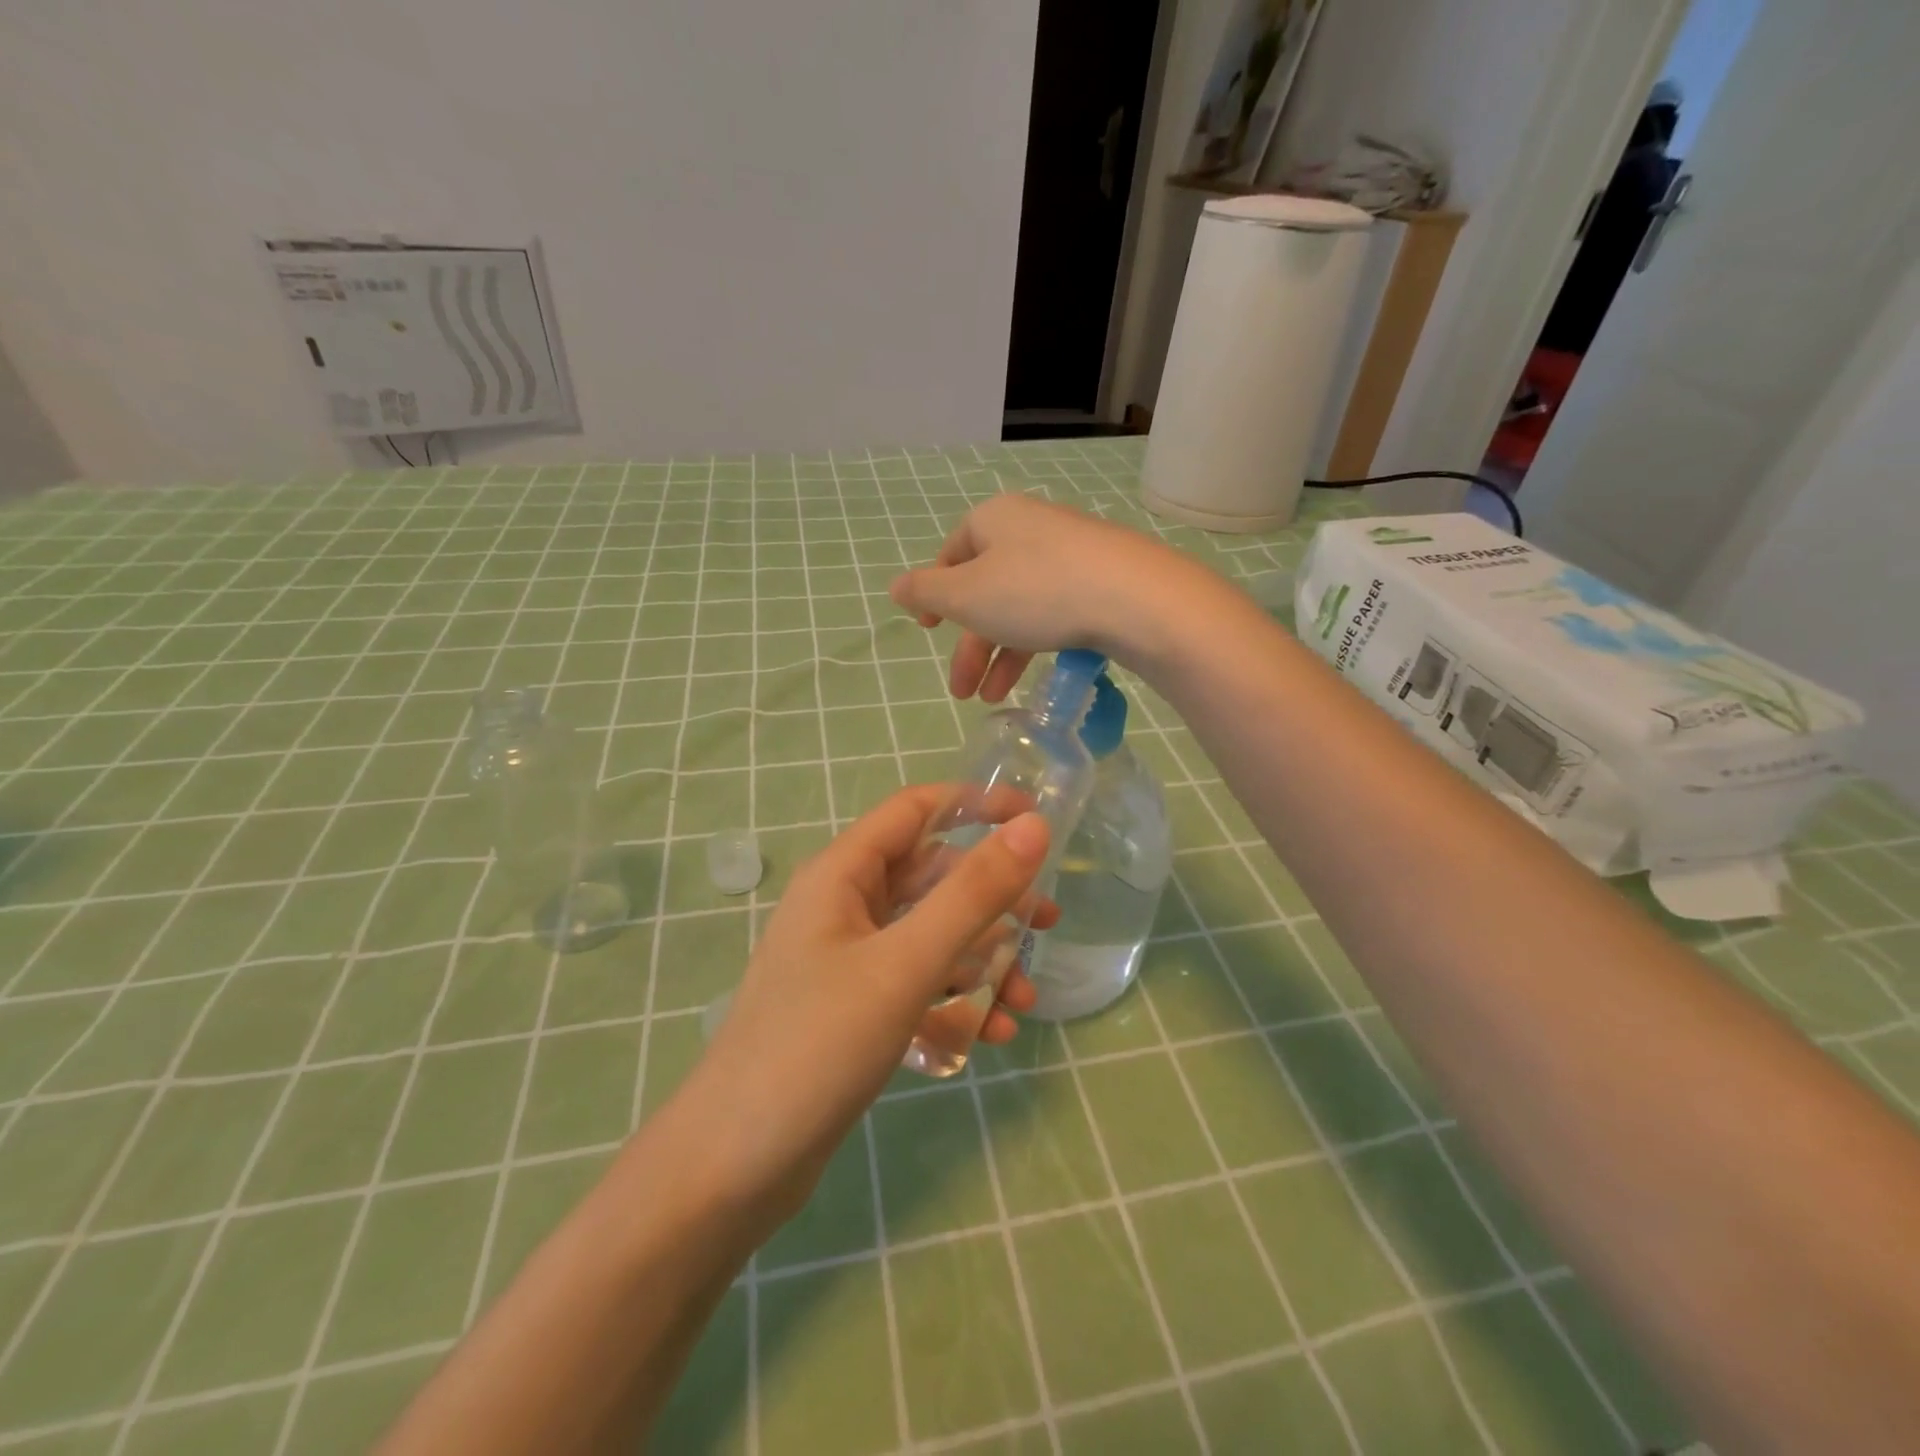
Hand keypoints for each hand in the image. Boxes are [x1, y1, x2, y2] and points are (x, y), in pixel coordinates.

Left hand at [675, 786, 1054, 1228]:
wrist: (731, 1168)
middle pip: (929, 877)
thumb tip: (1033, 827)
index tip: (1036, 820)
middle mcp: (842, 907)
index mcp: (841, 876)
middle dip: (990, 898)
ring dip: (980, 958)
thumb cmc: (816, 1046)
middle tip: (1046, 923)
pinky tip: (988, 1036)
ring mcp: (845, 961)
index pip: (915, 810)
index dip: (976, 805)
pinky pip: (915, 984)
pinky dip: (954, 1000)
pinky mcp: (852, 1010)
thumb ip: (972, 895)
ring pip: (928, 936)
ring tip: (1024, 1001)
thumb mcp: (904, 965)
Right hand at [888, 493, 1222, 701]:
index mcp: (993, 520)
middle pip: (986, 588)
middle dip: (970, 645)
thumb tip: (896, 585)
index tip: (928, 630)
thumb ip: (926, 593)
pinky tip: (1033, 677)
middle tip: (960, 691)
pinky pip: (1055, 610)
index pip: (952, 554)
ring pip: (1020, 606)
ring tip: (992, 698)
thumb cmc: (1036, 591)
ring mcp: (1070, 552)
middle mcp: (1030, 527)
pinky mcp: (1101, 579)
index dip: (936, 594)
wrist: (1135, 598)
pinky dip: (1036, 644)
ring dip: (1001, 655)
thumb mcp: (966, 596)